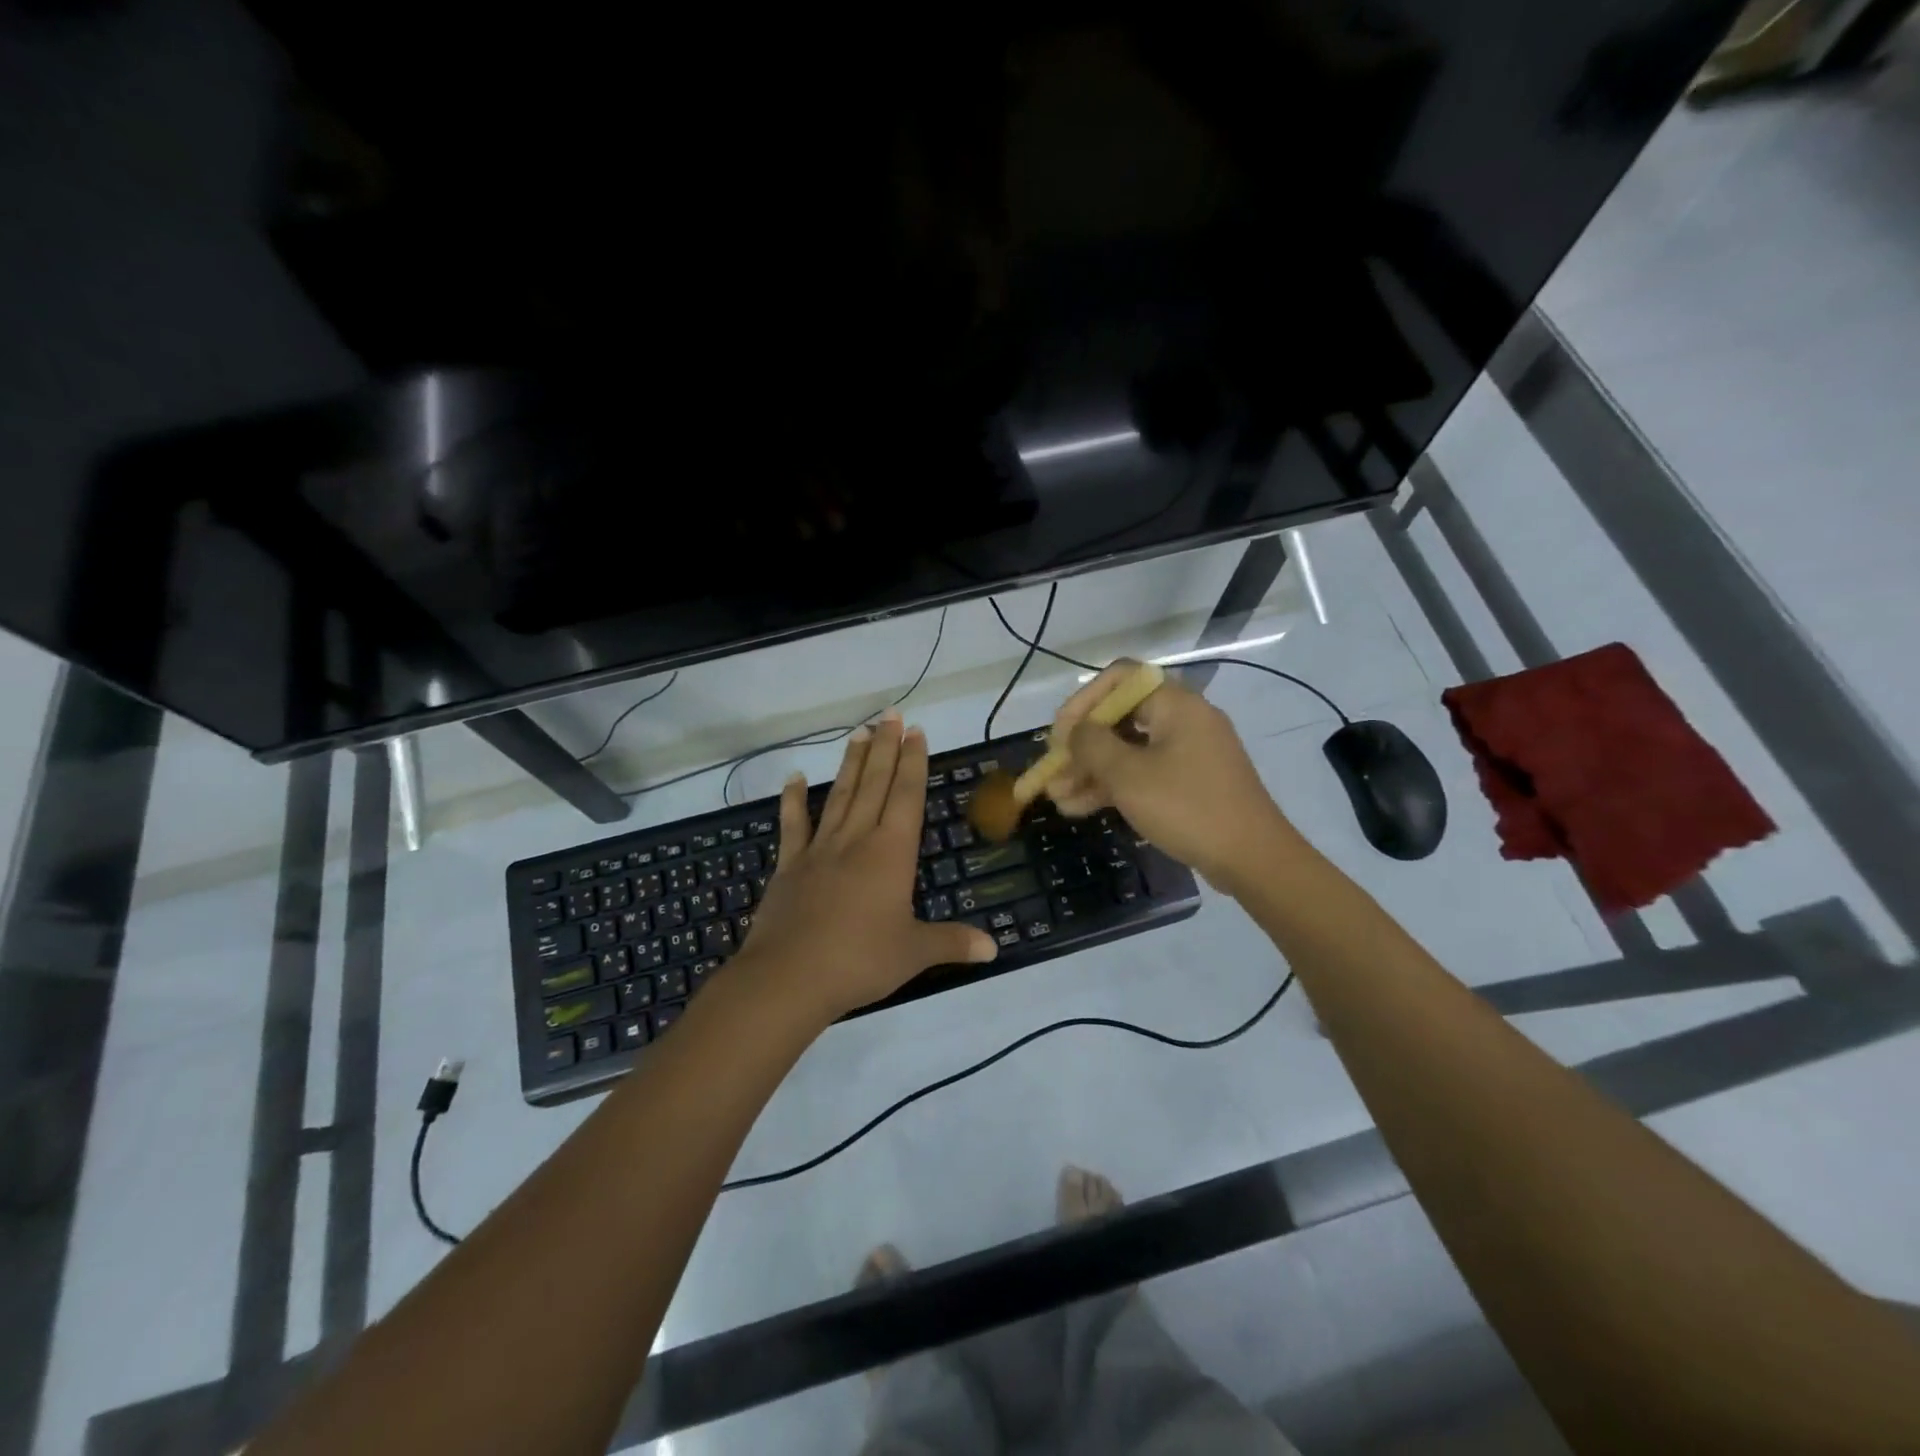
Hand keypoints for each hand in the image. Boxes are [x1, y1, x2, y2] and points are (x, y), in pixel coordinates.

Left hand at [739, 712, 997, 1022]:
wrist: (789, 977)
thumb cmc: (860, 960)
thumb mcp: (914, 952)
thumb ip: (953, 942)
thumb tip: (995, 948)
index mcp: (891, 853)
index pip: (906, 796)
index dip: (913, 763)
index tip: (915, 731)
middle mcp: (857, 840)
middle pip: (874, 784)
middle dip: (885, 748)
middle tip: (891, 714)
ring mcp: (820, 849)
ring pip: (839, 795)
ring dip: (851, 763)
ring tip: (859, 732)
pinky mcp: (789, 866)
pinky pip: (793, 825)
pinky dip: (792, 800)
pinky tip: (794, 777)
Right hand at [1044, 662, 1297, 891]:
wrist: (1252, 859)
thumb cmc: (1187, 807)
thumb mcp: (1128, 775)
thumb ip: (1092, 745)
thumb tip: (1076, 732)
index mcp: (1176, 704)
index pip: (1120, 678)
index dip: (1083, 701)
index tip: (1060, 734)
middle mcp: (1183, 720)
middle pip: (1121, 717)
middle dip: (1081, 746)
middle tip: (1053, 770)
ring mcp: (1189, 753)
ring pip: (1129, 750)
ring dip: (1091, 771)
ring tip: (1057, 798)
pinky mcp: (1190, 783)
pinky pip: (1144, 773)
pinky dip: (1114, 786)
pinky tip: (1079, 808)